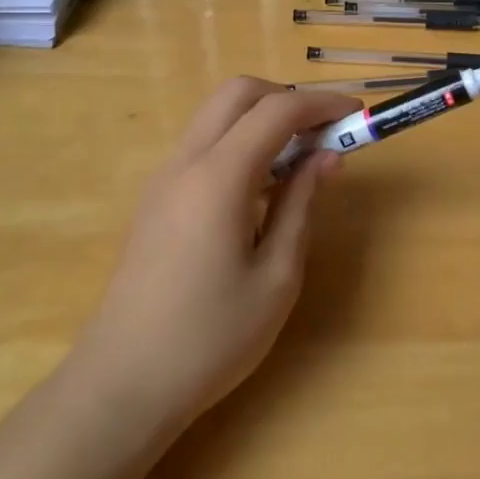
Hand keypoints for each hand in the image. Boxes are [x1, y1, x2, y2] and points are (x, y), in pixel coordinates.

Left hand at [72, 79, 359, 431]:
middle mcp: (186, 162)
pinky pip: (204, 144)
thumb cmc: (210, 338)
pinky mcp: (156, 198)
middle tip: (323, 132)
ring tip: (300, 160)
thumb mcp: (276, 277)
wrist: (122, 385)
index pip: (277, 111)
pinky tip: (262, 188)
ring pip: (218, 115)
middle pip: (238, 93)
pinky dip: (240, 141)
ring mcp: (164, 178)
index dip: (322, 104)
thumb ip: (302, 205)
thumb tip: (327, 156)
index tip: (357, 115)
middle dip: (287, 98)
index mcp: (218, 178)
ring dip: (262, 118)